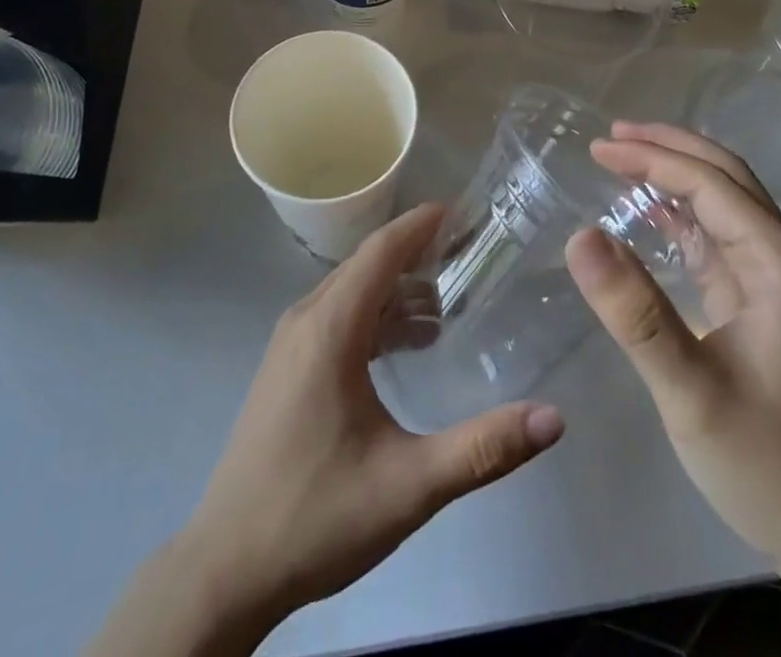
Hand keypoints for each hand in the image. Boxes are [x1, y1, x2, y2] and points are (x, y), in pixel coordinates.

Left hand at [93, 204, 563, 656]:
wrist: (227, 569)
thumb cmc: (317, 516)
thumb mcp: (409, 485)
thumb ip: (482, 449)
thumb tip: (553, 418)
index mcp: (330, 327)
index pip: (380, 251)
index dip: (420, 225)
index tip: (463, 212)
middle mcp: (306, 320)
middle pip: (367, 265)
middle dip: (416, 252)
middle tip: (469, 254)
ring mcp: (290, 343)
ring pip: (351, 291)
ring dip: (397, 288)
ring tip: (449, 301)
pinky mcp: (286, 367)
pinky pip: (336, 316)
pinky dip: (375, 314)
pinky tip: (407, 345)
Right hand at [564, 123, 780, 578]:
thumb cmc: (767, 465)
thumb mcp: (691, 393)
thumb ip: (636, 313)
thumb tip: (580, 235)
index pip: (712, 187)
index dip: (654, 159)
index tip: (599, 148)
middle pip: (727, 180)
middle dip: (670, 149)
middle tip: (610, 137)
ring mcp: (778, 284)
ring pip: (725, 204)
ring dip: (676, 174)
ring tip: (624, 158)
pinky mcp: (764, 306)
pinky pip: (720, 240)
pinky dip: (682, 214)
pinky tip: (652, 212)